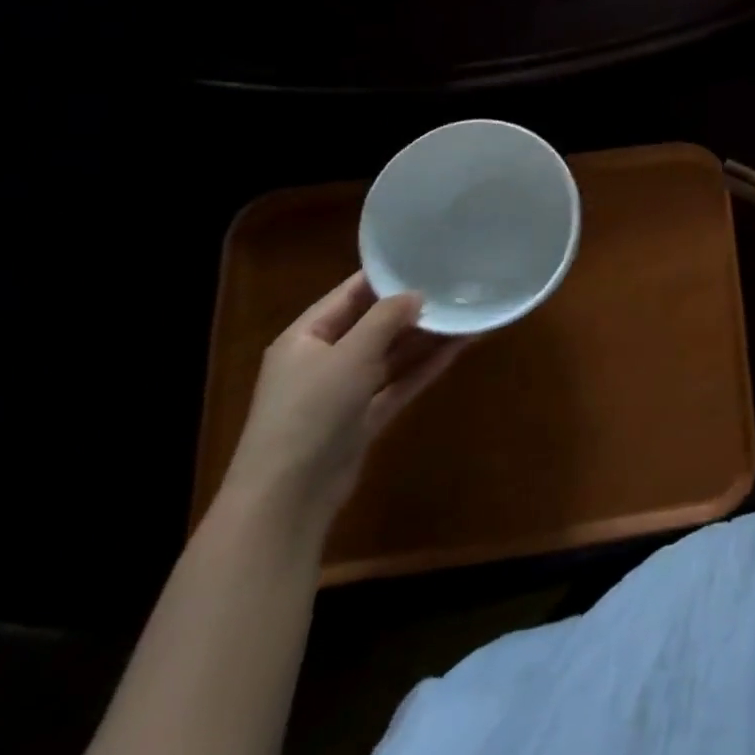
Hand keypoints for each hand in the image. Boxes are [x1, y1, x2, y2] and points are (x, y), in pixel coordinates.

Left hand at [220, 272, 470, 530]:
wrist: (287, 499)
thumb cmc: (310, 412)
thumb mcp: (350, 354)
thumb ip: (385, 319)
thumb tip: (416, 293)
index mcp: (305, 337)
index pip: (350, 293)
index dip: (387, 276)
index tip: (427, 256)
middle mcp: (324, 360)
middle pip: (374, 324)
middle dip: (414, 307)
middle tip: (458, 284)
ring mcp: (344, 391)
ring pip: (392, 355)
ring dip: (427, 337)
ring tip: (468, 313)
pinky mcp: (363, 419)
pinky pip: (400, 383)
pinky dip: (426, 366)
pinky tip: (460, 348)